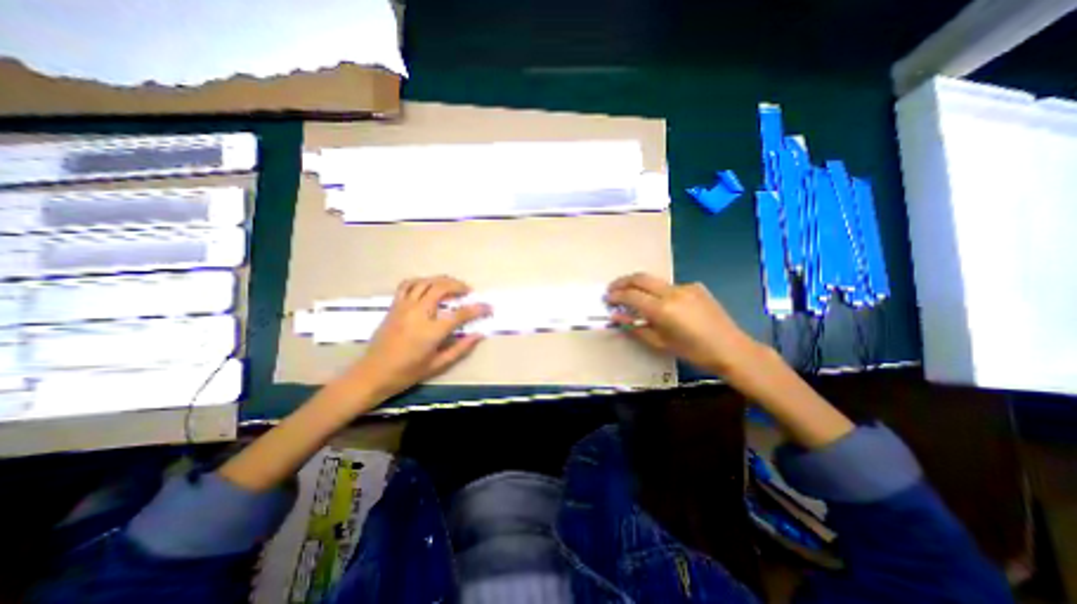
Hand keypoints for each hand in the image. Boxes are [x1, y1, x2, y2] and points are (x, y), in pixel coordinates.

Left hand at [346, 276, 489, 401]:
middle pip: (441, 288)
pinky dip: (420, 281)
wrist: (373, 373)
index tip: (488, 307)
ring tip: (451, 285)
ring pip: (425, 282)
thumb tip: (479, 334)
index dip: (478, 309)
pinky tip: (428, 285)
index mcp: (432, 331)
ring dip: (441, 280)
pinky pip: (407, 285)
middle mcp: (418, 313)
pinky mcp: (394, 306)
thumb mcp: (438, 365)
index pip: (460, 314)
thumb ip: (461, 348)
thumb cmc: (408, 372)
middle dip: (458, 286)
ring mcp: (404, 307)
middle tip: (468, 291)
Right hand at [604, 270, 755, 374]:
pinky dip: (659, 292)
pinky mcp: (696, 287)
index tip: (607, 298)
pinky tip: (662, 304)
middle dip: (623, 281)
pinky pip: (670, 286)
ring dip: (640, 286)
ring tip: (633, 296)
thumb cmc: (693, 352)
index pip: (631, 295)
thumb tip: (616, 316)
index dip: (616, 295)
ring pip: (655, 281)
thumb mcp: (660, 343)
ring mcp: (686, 287)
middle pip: (641, 278)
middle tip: (612, 289)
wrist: (731, 349)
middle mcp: (672, 292)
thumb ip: (635, 327)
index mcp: (663, 309)